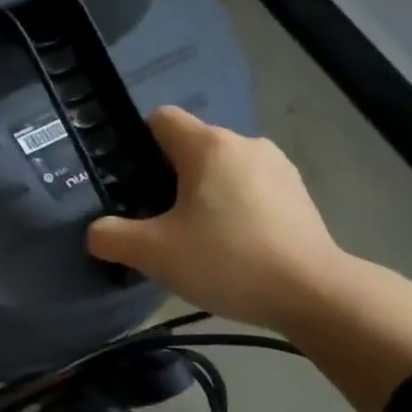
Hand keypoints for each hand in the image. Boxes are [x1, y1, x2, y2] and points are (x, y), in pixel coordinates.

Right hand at [88, 106, 345, 333]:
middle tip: (157, 222)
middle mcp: (245, 144)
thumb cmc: (227, 260)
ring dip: (204, 194)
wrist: (314, 293)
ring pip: (223, 169)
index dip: (137, 143)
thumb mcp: (154, 253)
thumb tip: (97, 232)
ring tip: (197, 239)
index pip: (161, 118)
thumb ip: (112, 237)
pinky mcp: (299, 195)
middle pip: (192, 146)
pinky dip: (236, 208)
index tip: (131, 182)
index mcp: (208, 146)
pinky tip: (234, 248)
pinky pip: (251, 189)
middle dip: (169, 177)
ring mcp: (278, 167)